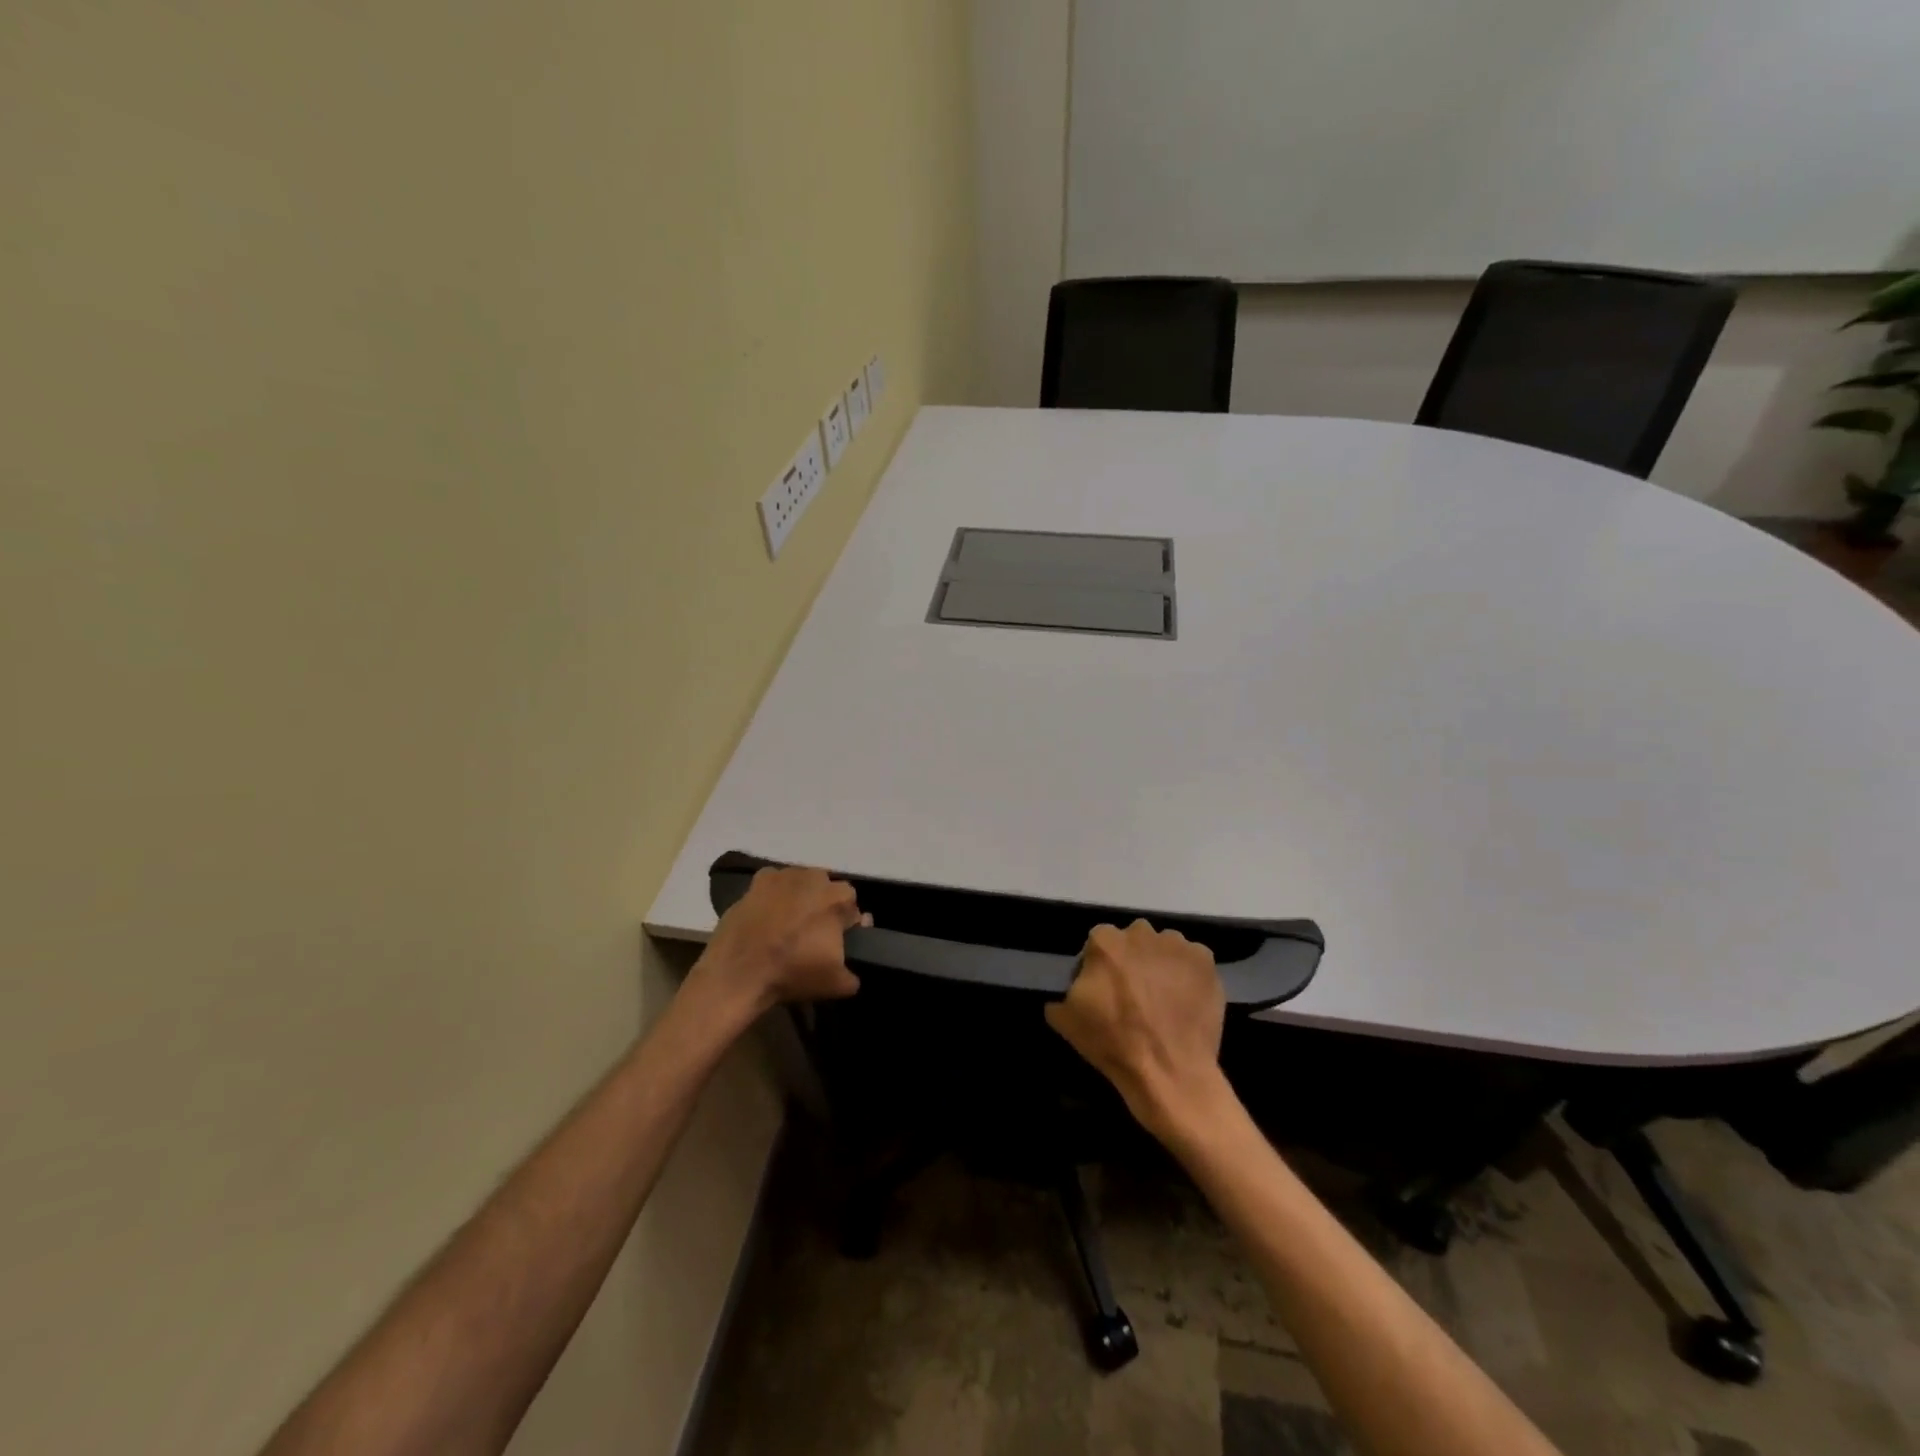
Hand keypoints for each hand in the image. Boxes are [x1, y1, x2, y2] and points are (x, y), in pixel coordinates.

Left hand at [690, 866, 866, 1018]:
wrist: (738, 973)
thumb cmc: (793, 973)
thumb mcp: (836, 983)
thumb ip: (854, 971)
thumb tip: (855, 958)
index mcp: (838, 898)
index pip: (851, 906)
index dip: (846, 923)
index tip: (835, 941)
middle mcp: (814, 877)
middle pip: (827, 889)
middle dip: (824, 906)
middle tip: (812, 933)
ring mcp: (783, 875)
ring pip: (801, 883)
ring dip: (801, 897)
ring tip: (788, 925)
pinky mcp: (757, 881)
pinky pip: (774, 883)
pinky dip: (774, 894)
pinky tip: (767, 915)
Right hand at [1045, 920, 1228, 1142]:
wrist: (1169, 1071)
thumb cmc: (1114, 1043)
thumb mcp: (1067, 1021)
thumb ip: (1062, 996)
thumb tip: (1066, 994)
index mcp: (1104, 941)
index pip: (1098, 944)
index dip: (1099, 967)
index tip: (1103, 991)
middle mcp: (1141, 933)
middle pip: (1133, 940)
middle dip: (1132, 960)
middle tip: (1135, 994)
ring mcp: (1177, 945)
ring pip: (1164, 948)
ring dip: (1161, 964)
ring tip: (1163, 999)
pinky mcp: (1206, 961)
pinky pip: (1192, 961)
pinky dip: (1188, 975)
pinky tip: (1185, 1001)